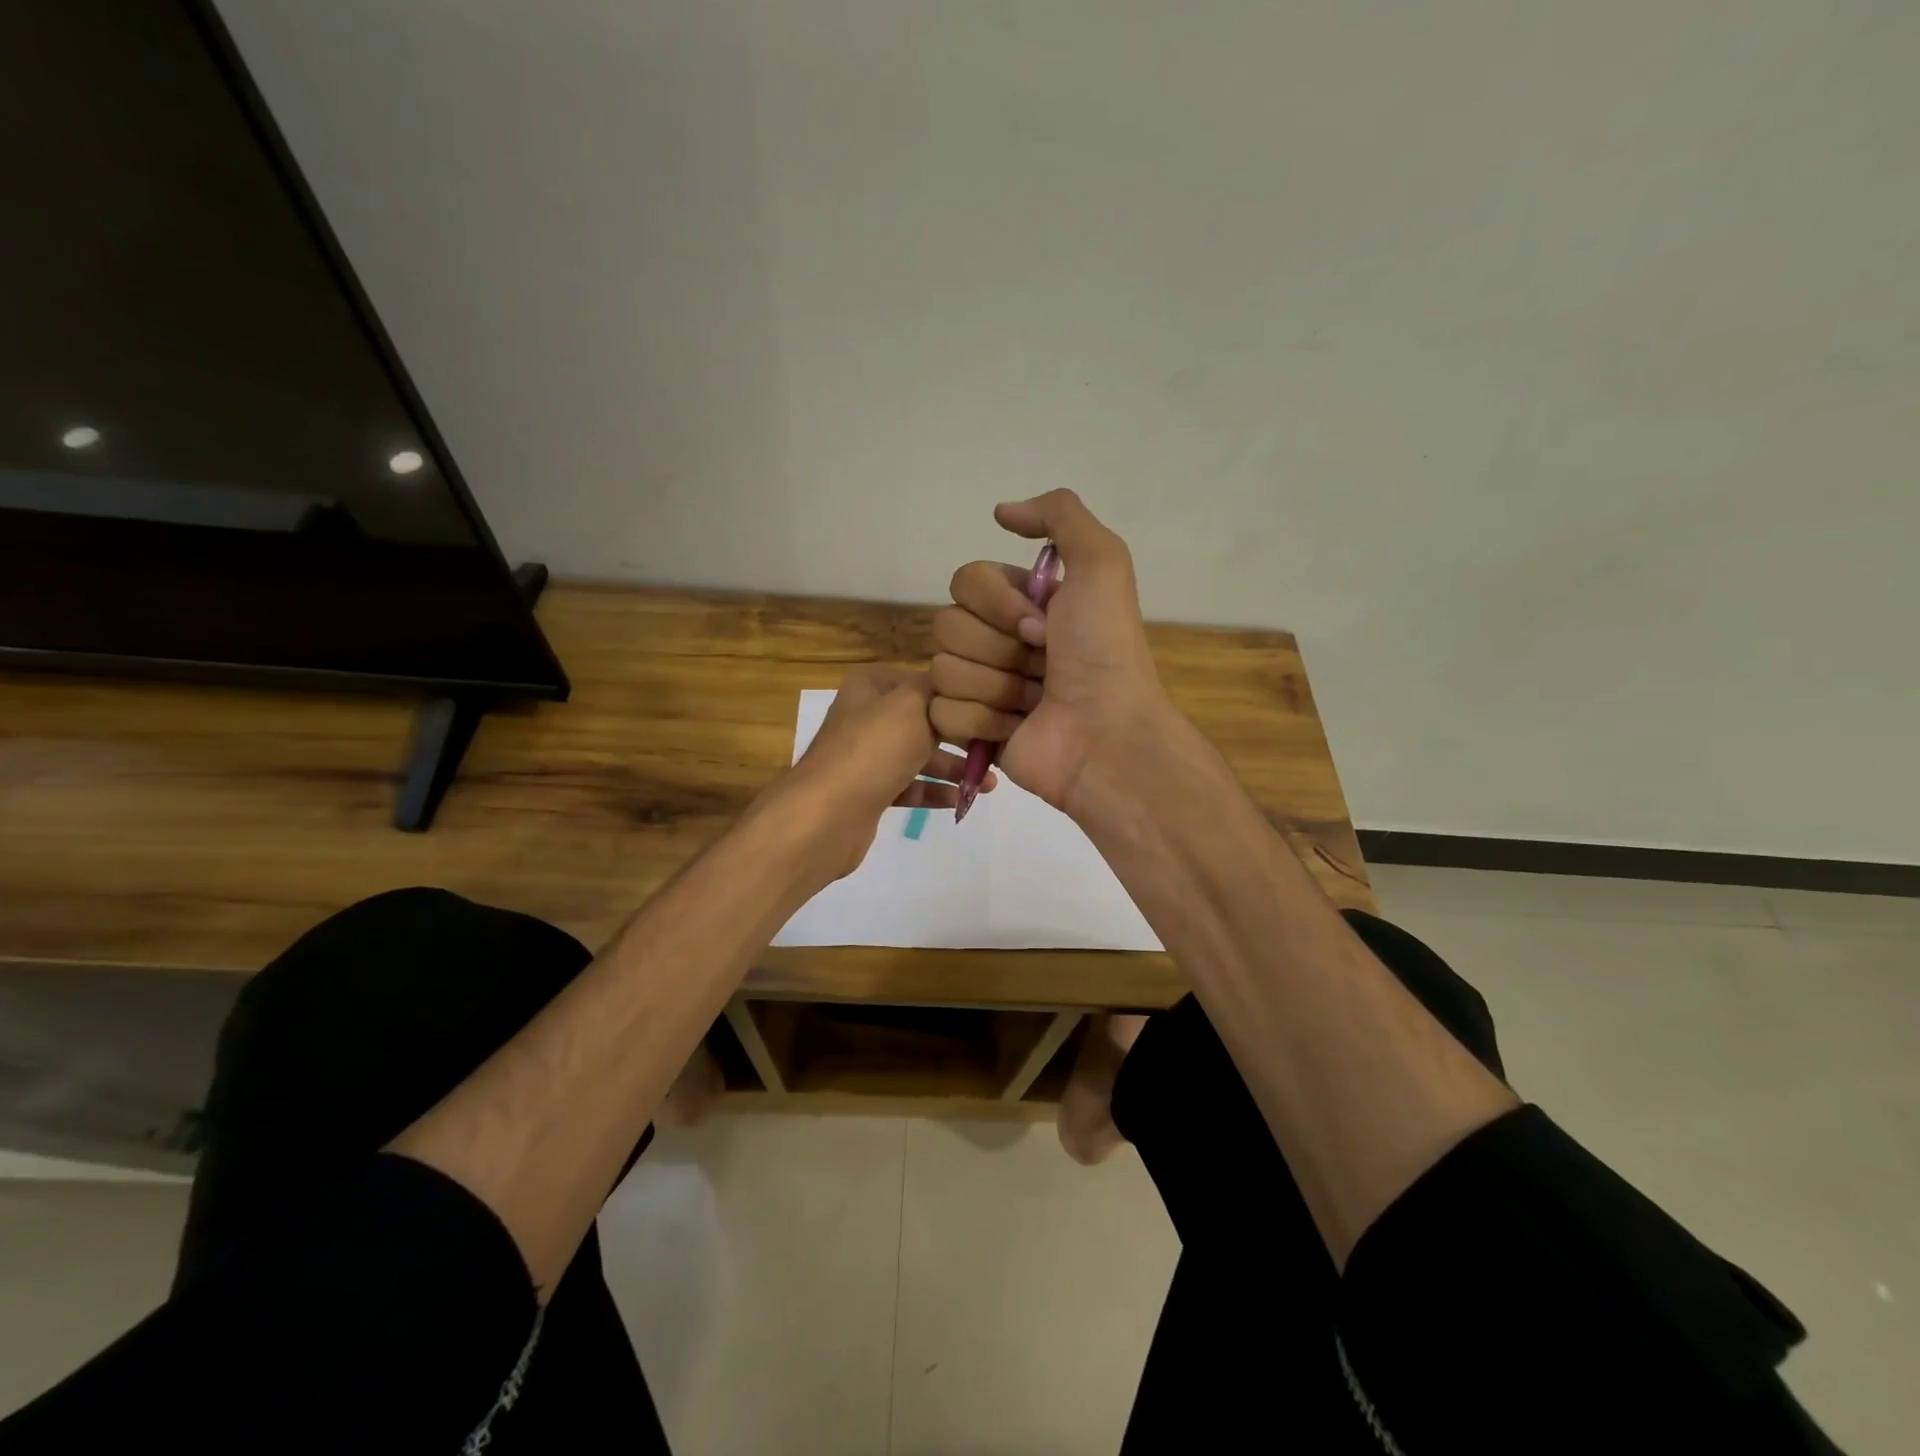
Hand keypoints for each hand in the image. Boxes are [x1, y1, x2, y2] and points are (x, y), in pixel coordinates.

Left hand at [785, 665, 993, 879]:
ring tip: (990, 782)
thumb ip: (938, 689)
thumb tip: (956, 685)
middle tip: (996, 747)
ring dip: (953, 767)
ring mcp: (866, 757)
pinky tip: (962, 799)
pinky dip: (934, 791)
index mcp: (871, 686)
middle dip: (960, 735)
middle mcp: (866, 717)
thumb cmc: (874, 749)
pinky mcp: (868, 792)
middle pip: (923, 720)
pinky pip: (909, 787)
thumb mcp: (912, 703)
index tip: (991, 708)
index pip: (922, 680)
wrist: (828, 814)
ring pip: (918, 756)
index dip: (956, 694)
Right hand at [930, 490, 1172, 817]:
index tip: (1041, 624)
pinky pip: (941, 712)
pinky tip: (1015, 729)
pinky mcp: (970, 730)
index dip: (998, 603)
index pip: (965, 581)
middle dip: (998, 648)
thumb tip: (1001, 512)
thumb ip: (1060, 516)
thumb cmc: (1104, 651)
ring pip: (942, 669)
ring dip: (995, 686)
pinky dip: (981, 721)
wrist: (1106, 734)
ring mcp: (981, 686)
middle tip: (1042, 665)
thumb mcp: (1102, 563)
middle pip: (946, 625)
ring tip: (1034, 701)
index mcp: (1021, 603)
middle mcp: (998, 640)